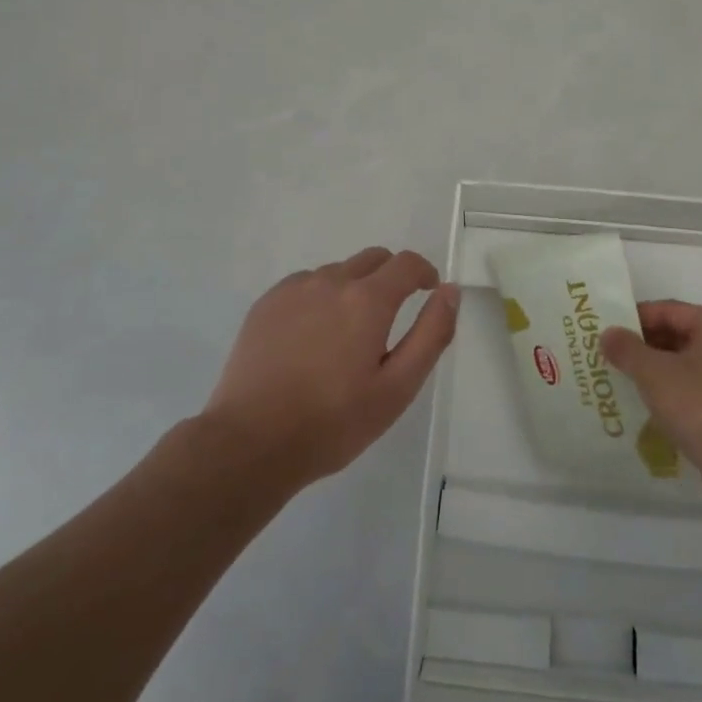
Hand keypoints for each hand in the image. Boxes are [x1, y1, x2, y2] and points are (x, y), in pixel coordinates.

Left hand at [202, 247, 459, 489]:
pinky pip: (305, 285)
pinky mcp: (266, 303)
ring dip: (353, 289)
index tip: (428, 293)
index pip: (407, 263)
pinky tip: (310, 339)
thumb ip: (431, 334)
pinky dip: (319, 298)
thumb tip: (450, 291)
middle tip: (388, 320)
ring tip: (345, 337)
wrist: (250, 442)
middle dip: (391, 278)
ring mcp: (294, 289)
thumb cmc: (333, 422)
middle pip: (373, 259)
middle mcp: (331, 281)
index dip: (424, 273)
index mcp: (368, 300)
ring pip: (337, 272)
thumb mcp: (397, 388)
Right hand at [601, 301, 701, 482]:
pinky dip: (665, 384)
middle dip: (641, 342)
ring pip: (680, 358)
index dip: (634, 317)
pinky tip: (642, 397)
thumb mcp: (653, 373)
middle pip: (674, 331)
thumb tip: (607, 333)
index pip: (666, 309)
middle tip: (608, 353)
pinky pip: (688, 381)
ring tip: (619, 374)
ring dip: (651, 364)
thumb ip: (626, 348)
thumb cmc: (698, 406)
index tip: (606, 331)